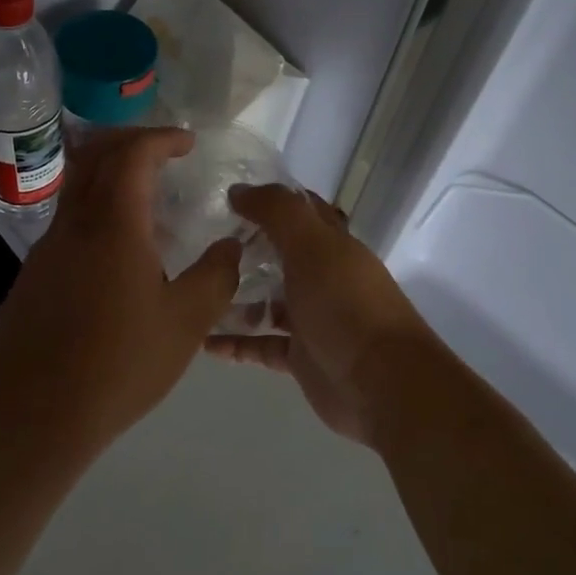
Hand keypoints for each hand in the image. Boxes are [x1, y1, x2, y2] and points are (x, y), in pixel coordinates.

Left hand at [0, 128, 240, 450]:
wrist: (37, 412)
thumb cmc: (120, 364)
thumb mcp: (187, 323)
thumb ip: (216, 276)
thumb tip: (231, 245)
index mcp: (114, 225)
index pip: (132, 154)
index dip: (161, 138)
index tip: (187, 143)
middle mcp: (75, 224)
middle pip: (94, 155)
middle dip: (130, 140)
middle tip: (163, 150)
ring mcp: (48, 248)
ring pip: (76, 186)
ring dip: (109, 173)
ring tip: (147, 197)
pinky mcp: (35, 273)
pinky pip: (68, 219)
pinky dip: (96, 208)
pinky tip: (120, 249)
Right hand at [206, 184, 436, 445]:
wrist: (381, 383)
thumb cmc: (346, 304)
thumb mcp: (312, 245)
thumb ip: (277, 212)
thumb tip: (239, 191)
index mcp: (332, 245)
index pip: (302, 212)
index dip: (271, 200)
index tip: (228, 195)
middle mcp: (324, 278)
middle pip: (280, 257)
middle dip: (245, 249)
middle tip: (200, 244)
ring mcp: (313, 319)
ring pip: (267, 302)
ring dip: (235, 298)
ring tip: (194, 291)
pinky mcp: (301, 358)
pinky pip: (261, 345)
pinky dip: (235, 343)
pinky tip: (203, 341)